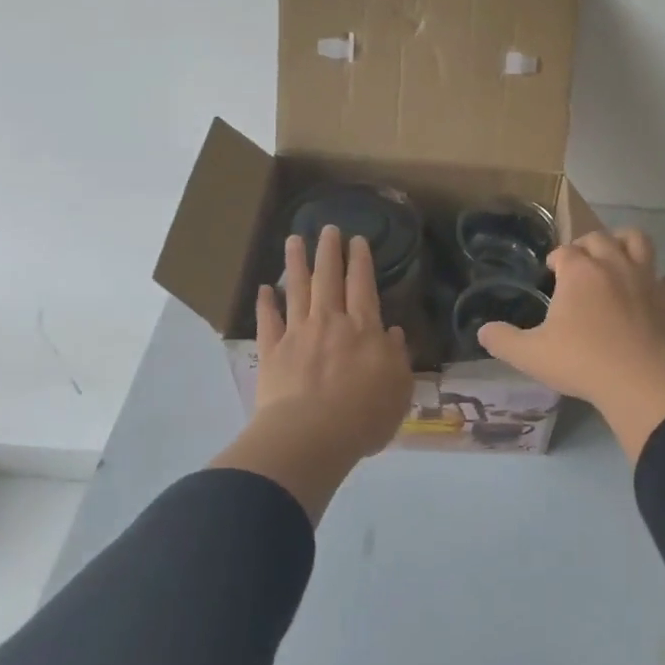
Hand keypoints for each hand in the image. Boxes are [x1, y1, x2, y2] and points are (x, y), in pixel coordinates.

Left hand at [211, 226, 412, 521]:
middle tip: (327, 228)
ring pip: (298, 290)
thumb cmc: (364, 415)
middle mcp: (331, 322)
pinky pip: (269, 321)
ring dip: (296, 263)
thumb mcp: (399, 388)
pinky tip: (265, 289)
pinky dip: (266, 303)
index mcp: (364, 329)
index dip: (360, 261)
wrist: (311, 436)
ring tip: (294, 240)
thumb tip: (394, 333)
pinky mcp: (272, 352)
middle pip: (329, 279)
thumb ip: (398, 357)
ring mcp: (298, 334)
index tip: (356, 240)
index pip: (363, 286)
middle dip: (329, 252)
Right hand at [477, 228, 664, 462]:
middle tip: (580, 264)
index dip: (557, 258)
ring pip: (639, 242)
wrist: (639, 380)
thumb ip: (503, 341)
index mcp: (579, 272)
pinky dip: (663, 283)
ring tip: (618, 257)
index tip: (552, 272)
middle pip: (599, 238)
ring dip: (627, 243)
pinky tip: (655, 294)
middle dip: (587, 245)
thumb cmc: (581, 362)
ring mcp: (646, 280)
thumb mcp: (530, 355)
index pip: (565, 251)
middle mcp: (613, 265)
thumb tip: (482, 331)